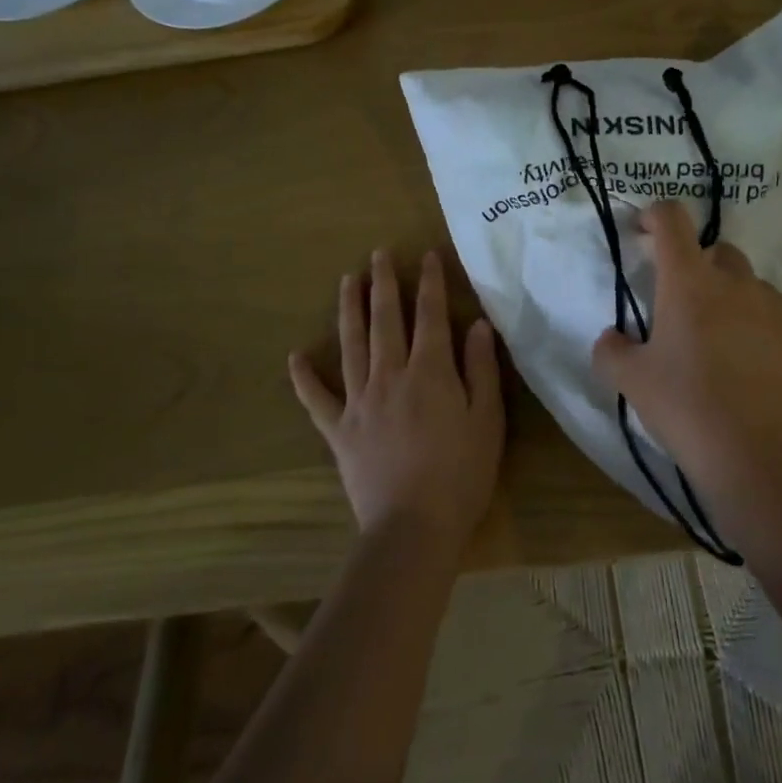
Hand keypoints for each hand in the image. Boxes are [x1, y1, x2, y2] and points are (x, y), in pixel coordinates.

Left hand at [289, 250, 505, 550]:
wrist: (413, 528)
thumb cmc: (461, 474)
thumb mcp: (487, 419)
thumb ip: (480, 369)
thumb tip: (477, 325)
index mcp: (429, 372)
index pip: (429, 315)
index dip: (429, 283)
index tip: (426, 255)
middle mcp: (390, 376)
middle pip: (385, 321)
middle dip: (383, 284)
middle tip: (377, 254)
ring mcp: (359, 402)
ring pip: (351, 345)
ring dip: (348, 310)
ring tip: (346, 280)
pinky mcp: (339, 431)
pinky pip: (316, 400)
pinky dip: (304, 378)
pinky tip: (294, 357)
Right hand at [592, 202, 781, 499]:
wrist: (758, 459)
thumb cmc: (686, 409)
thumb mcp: (631, 382)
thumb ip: (612, 350)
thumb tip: (613, 338)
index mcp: (689, 283)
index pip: (672, 220)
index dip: (656, 215)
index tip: (646, 230)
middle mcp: (737, 282)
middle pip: (718, 252)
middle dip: (700, 267)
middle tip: (686, 308)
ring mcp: (778, 307)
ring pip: (752, 286)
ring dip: (734, 301)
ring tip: (726, 346)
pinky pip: (781, 318)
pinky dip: (766, 329)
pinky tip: (759, 366)